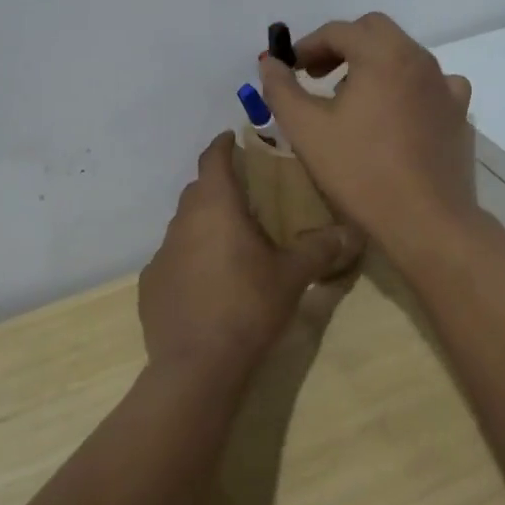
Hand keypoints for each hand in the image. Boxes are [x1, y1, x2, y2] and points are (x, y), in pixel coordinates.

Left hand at [139, 133, 364, 384]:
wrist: (197, 366)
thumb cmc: (248, 306)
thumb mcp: (293, 276)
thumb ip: (322, 249)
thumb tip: (354, 232)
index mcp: (216, 206)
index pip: (213, 159)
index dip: (222, 145)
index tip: (232, 138)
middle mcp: (183, 221)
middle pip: (197, 190)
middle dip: (218, 186)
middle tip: (245, 196)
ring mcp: (162, 253)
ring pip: (184, 225)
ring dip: (204, 224)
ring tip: (230, 242)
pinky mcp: (150, 284)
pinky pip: (173, 259)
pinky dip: (189, 259)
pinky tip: (207, 283)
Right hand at [258, 12, 480, 263]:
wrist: (427, 221)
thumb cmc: (361, 171)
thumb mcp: (307, 130)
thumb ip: (281, 89)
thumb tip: (269, 62)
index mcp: (383, 54)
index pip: (339, 30)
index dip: (308, 45)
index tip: (291, 69)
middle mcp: (419, 59)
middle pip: (375, 32)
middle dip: (342, 46)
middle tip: (318, 75)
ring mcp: (445, 86)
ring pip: (403, 56)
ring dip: (374, 64)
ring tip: (352, 98)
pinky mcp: (458, 113)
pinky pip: (431, 85)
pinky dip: (407, 87)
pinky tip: (397, 114)